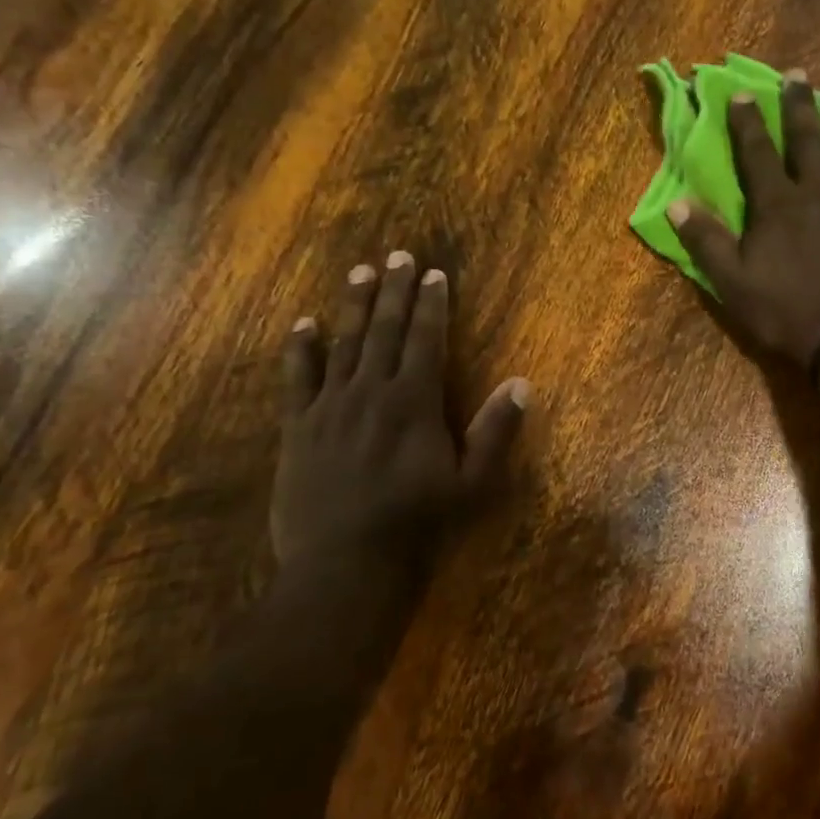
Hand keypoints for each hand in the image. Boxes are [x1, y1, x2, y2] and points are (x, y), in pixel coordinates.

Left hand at [272, 251, 529, 586]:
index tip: (434, 273)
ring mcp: (330, 406)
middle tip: (398, 254)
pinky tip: (303, 324)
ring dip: (353, 305)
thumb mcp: (471, 482)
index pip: (426, 338)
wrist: (344, 563)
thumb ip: (495, 431)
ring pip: (344, 342)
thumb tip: (522, 383)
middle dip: (395, 290)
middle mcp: (371, 391)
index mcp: (414, 401)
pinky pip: (297, 378)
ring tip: (360, 271)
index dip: (432, 304)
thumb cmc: (417, 523)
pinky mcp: (298, 427)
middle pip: (385, 329)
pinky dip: (300, 348)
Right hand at [668, 71, 819, 365]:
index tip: (741, 92)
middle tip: (797, 74)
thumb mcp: (732, 283)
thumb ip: (705, 242)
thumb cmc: (787, 313)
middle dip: (799, 106)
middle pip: (808, 141)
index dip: (748, 123)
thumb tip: (677, 203)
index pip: (758, 155)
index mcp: (778, 206)